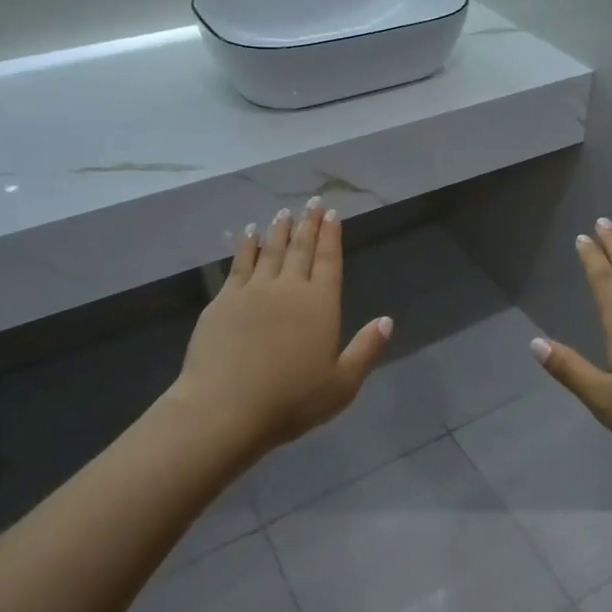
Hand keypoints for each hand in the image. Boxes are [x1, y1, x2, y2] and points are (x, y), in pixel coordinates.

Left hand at [168, 198, 393, 455]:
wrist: (225, 407)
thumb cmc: (290, 400)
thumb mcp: (341, 384)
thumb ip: (365, 349)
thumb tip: (387, 320)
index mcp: (320, 304)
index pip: (329, 260)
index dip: (331, 236)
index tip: (332, 214)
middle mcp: (289, 288)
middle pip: (301, 248)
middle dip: (309, 224)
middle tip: (313, 203)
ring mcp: (253, 290)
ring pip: (270, 250)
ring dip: (279, 229)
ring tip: (285, 212)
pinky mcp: (224, 299)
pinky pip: (239, 263)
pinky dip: (246, 244)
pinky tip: (249, 233)